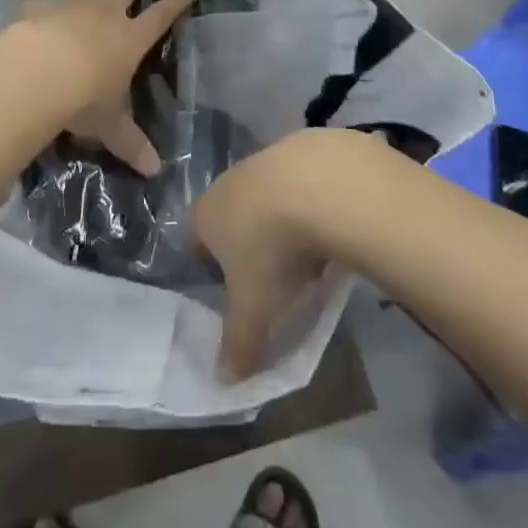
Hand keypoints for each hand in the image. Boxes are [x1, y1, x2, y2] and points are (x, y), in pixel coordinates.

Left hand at [16, 0, 194, 176]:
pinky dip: (42, 0)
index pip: (160, 17)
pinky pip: (43, 1)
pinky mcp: (40, 9)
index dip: (176, 3)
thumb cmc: (84, 99)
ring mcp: (71, 6)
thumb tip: (156, 171)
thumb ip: (130, 143)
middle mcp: (105, 15)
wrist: (38, 73)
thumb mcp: (110, 125)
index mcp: (129, 39)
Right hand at [189, 130, 366, 380]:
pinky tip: (333, 222)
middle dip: (246, 239)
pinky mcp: (306, 145)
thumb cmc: (273, 249)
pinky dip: (313, 198)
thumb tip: (224, 382)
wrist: (322, 184)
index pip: (195, 236)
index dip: (206, 262)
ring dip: (281, 216)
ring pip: (267, 192)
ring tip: (307, 252)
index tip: (227, 287)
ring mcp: (269, 158)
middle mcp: (231, 179)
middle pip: (231, 211)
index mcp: (208, 213)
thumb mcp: (254, 310)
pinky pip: (303, 178)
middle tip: (269, 275)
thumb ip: (238, 345)